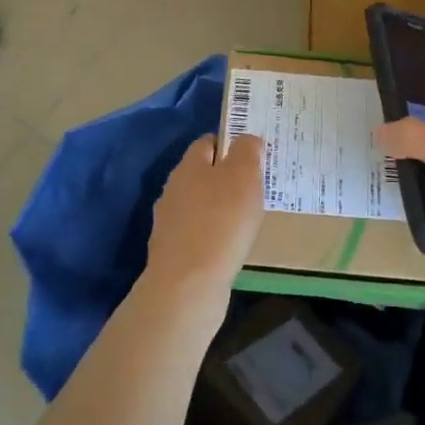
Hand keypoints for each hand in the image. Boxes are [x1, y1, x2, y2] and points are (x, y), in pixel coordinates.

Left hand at [145, 135, 265, 302]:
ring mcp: (170, 222)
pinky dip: (213, 235)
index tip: (254, 157)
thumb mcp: (243, 176)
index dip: (231, 144)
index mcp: (188, 166)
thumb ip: (246, 151)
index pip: (208, 142)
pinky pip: (198, 232)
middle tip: (255, 189)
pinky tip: (229, 246)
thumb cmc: (221, 222)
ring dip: (220, 208)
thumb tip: (246, 140)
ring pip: (200, 204)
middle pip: (203, 174)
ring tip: (246, 220)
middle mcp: (174, 189)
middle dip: (227, 178)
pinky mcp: (172, 251)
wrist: (188, 285)